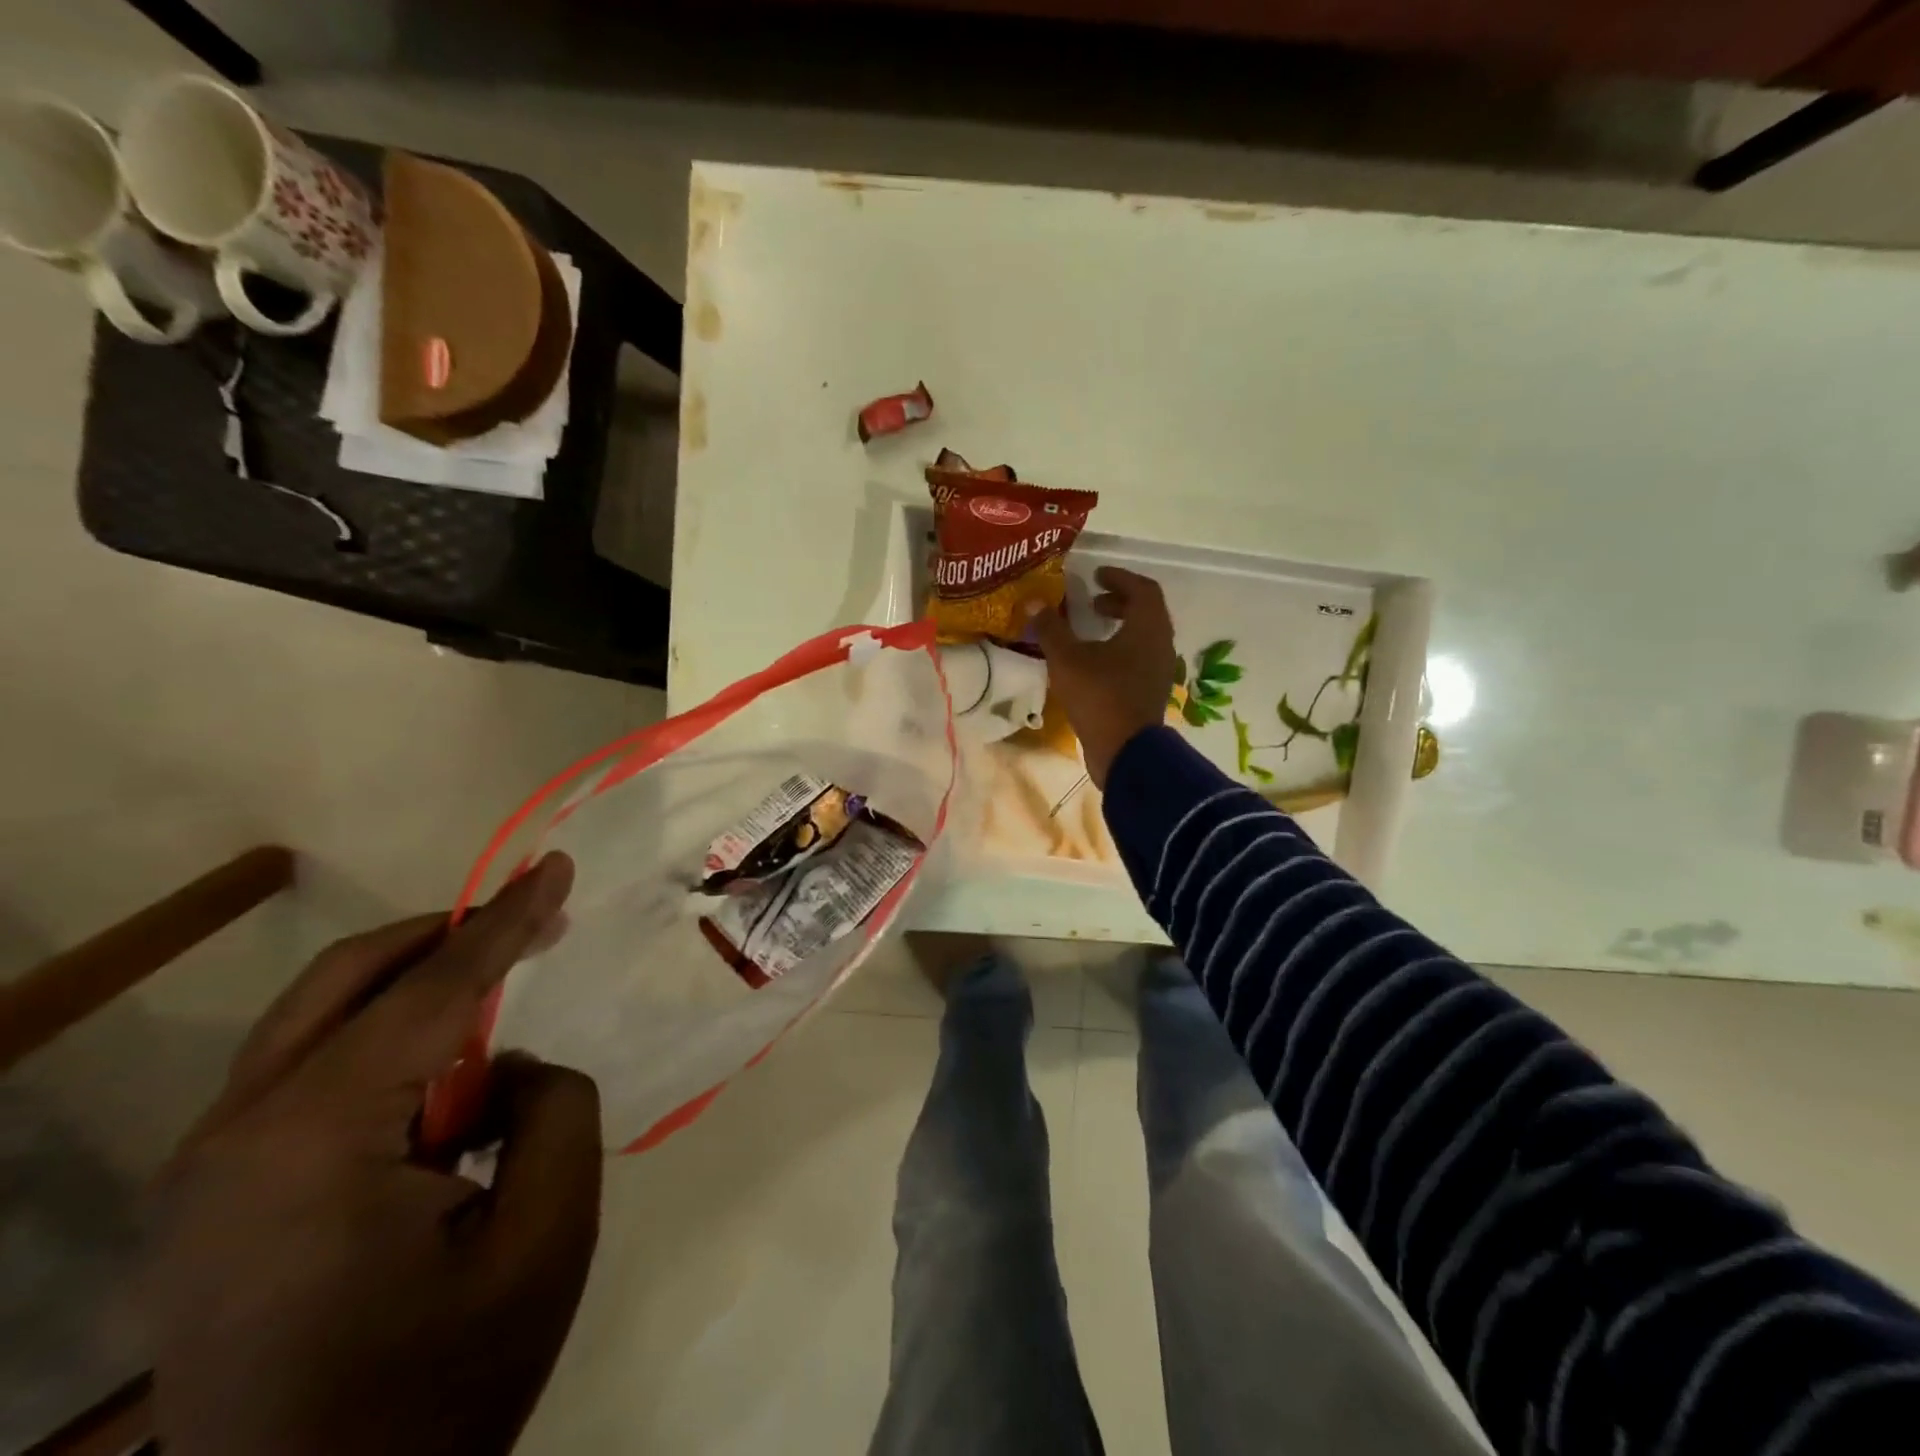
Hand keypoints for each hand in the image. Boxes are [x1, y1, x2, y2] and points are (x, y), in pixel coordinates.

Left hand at [150, 853, 599, 1455]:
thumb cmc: (443, 1381)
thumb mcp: (545, 1232)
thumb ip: (552, 1107)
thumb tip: (507, 1067)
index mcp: (309, 1143)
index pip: (432, 991)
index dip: (508, 921)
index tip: (558, 866)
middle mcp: (232, 1139)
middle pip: (346, 980)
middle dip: (449, 937)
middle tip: (536, 926)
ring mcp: (207, 1172)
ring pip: (320, 1020)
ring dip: (419, 993)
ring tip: (500, 1018)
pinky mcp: (214, 1198)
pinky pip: (309, 1073)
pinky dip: (387, 1047)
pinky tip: (443, 1091)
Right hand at [1031, 565, 1178, 788]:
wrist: (1126, 751)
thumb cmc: (1100, 696)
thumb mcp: (1067, 659)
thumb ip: (1051, 628)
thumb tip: (1034, 602)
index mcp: (1147, 628)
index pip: (1142, 589)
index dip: (1119, 577)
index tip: (1096, 575)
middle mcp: (1160, 644)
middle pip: (1146, 612)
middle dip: (1119, 601)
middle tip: (1092, 601)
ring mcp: (1158, 670)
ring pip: (1143, 636)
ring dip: (1120, 627)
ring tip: (1090, 630)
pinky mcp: (1150, 692)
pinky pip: (1138, 658)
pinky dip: (1120, 649)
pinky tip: (1094, 662)